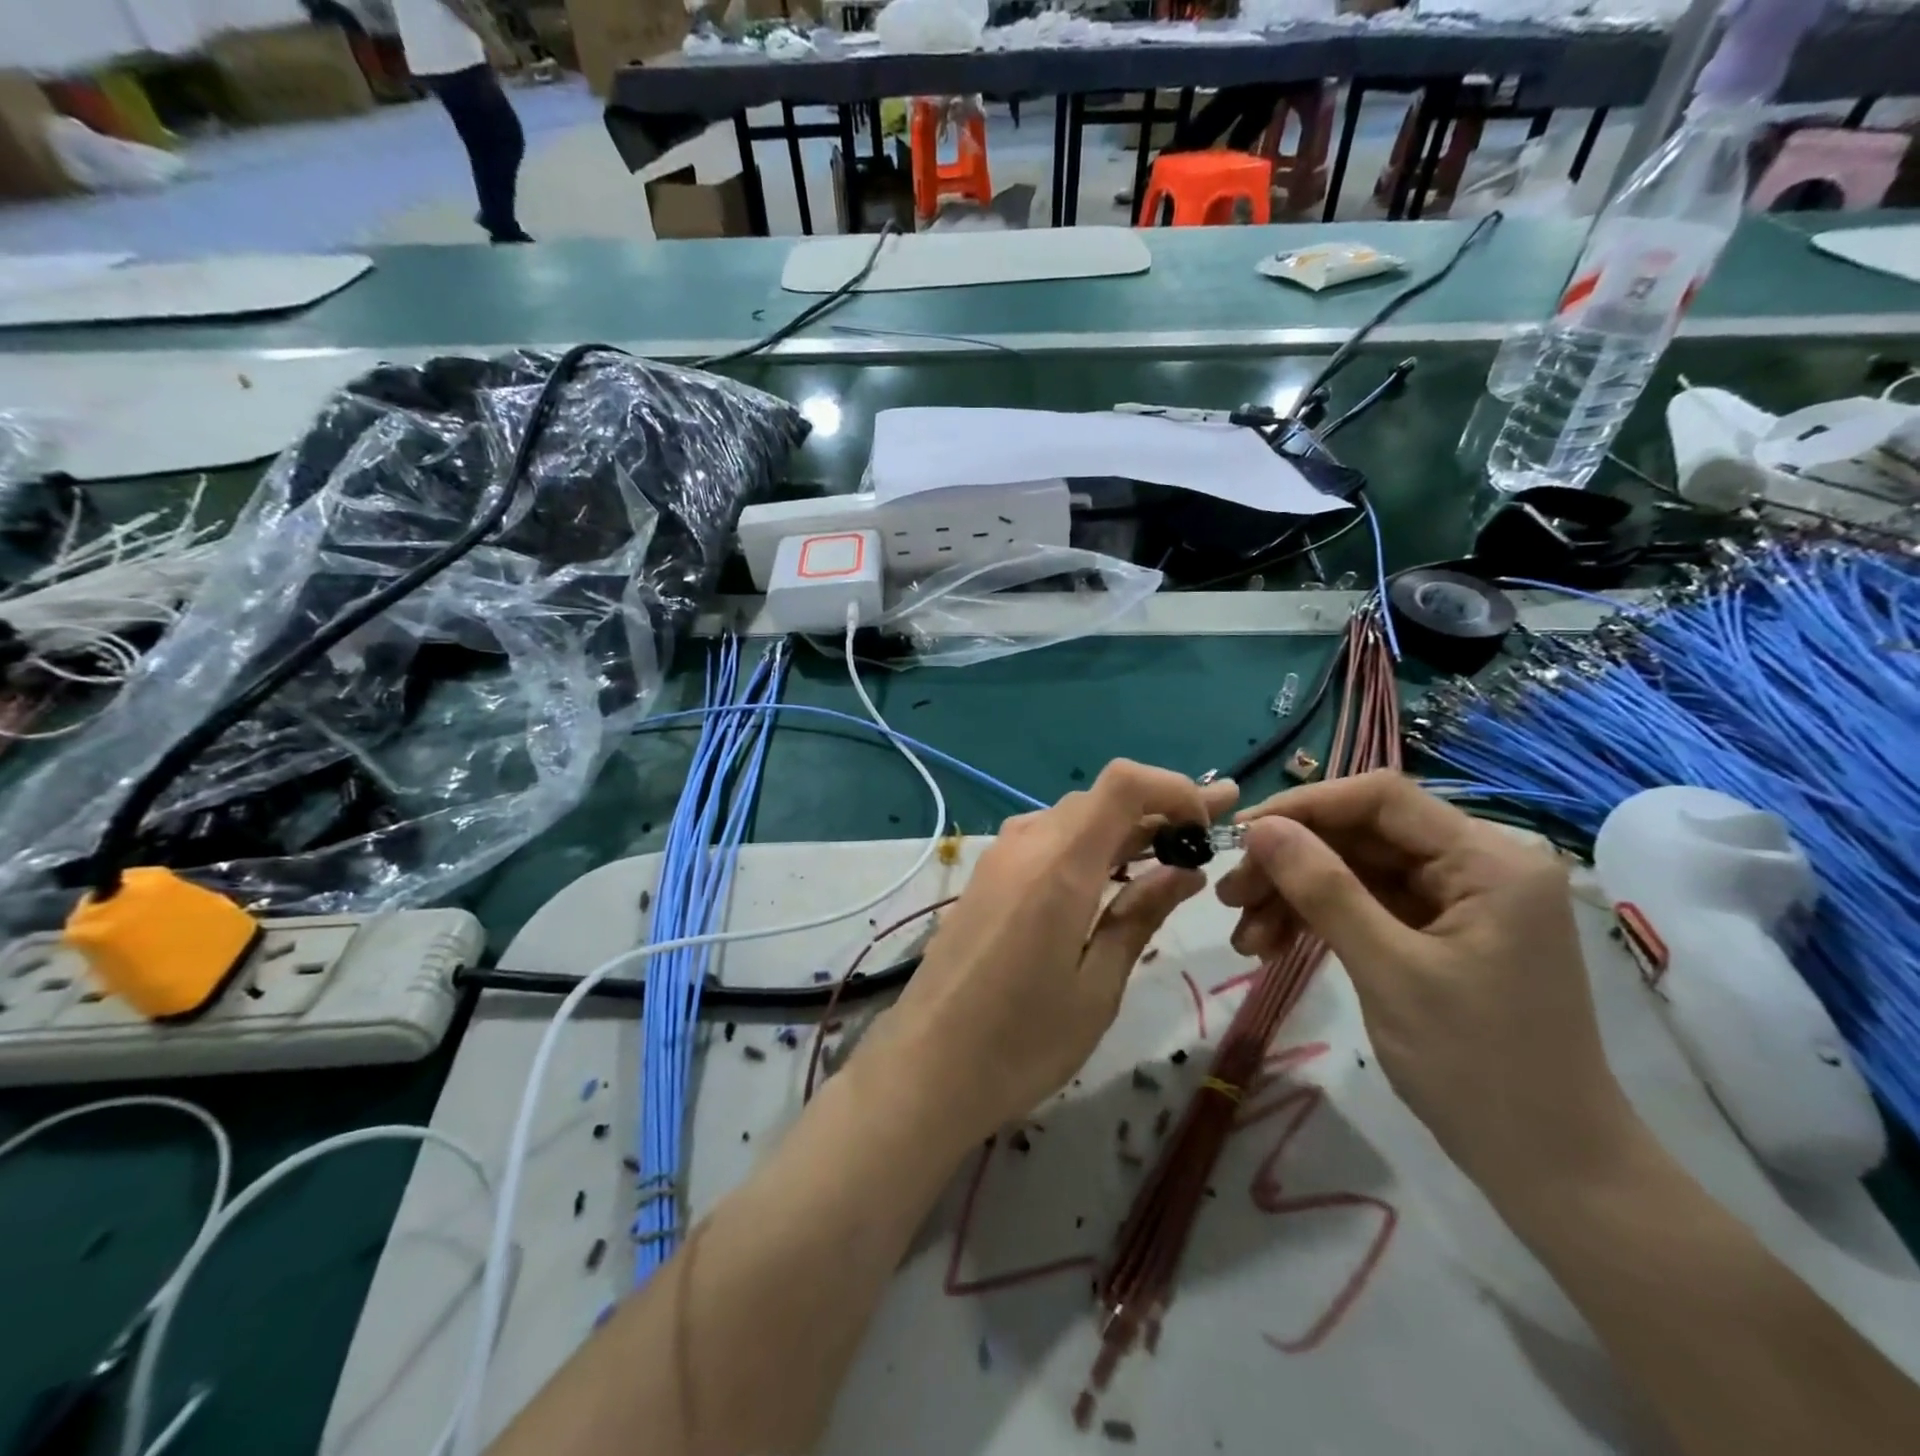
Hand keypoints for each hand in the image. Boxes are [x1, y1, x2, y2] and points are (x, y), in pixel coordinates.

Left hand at [864, 762, 1237, 1146]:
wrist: (925, 1068)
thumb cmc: (1021, 1043)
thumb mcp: (1097, 987)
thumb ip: (1139, 917)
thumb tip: (1185, 871)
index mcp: (1059, 866)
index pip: (1123, 783)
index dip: (1173, 787)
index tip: (1208, 821)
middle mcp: (1025, 845)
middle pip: (1099, 799)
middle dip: (1156, 811)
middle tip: (1204, 842)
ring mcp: (998, 858)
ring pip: (1071, 819)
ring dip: (1120, 829)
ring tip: (1164, 861)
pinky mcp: (985, 877)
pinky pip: (1044, 840)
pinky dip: (1085, 846)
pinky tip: (1106, 881)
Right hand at [1216, 771, 1635, 1196]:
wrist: (1551, 1167)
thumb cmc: (1480, 1067)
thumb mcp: (1390, 971)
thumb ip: (1323, 890)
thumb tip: (1259, 828)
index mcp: (1489, 859)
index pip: (1380, 798)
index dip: (1304, 806)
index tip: (1241, 836)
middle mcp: (1476, 864)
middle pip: (1361, 835)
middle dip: (1290, 862)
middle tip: (1229, 897)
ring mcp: (1456, 900)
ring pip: (1353, 870)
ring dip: (1294, 895)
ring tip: (1244, 936)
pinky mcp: (1437, 931)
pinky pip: (1364, 904)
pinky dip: (1316, 920)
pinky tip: (1271, 946)